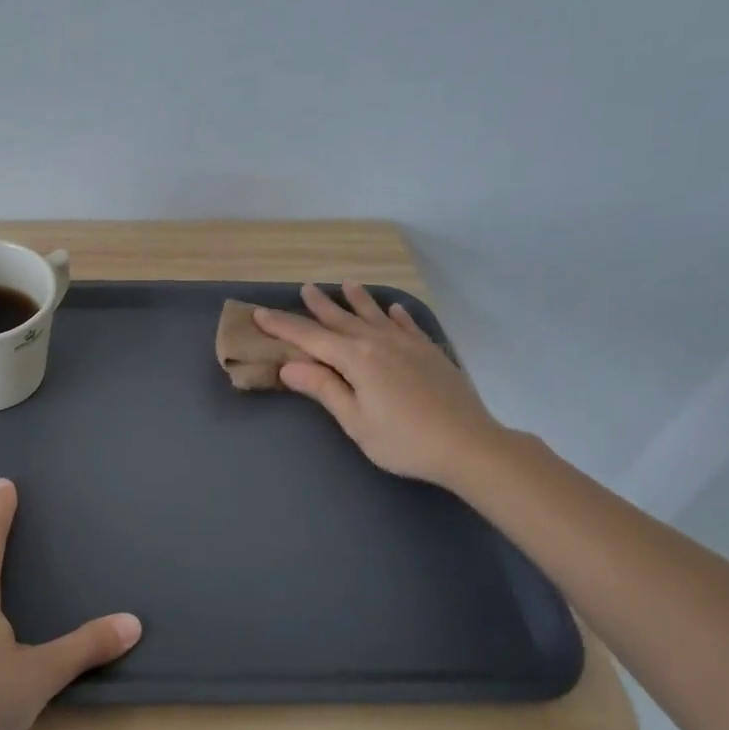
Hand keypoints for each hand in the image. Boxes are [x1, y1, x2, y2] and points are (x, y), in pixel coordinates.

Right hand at [254, 283, 504, 487]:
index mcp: (356, 359)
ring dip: (359, 300)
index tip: (260, 313)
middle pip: (342, 320)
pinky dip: (397, 316)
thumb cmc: (403, 440)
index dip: (283, 326)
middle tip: (305, 287)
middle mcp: (379, 343)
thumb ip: (324, 389)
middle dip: (320, 306)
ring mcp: (408, 345)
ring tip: (347, 284)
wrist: (468, 445)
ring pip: (376, 316)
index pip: (311, 338)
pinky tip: (394, 309)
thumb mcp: (355, 420)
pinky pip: (408, 326)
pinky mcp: (430, 353)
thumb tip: (288, 365)